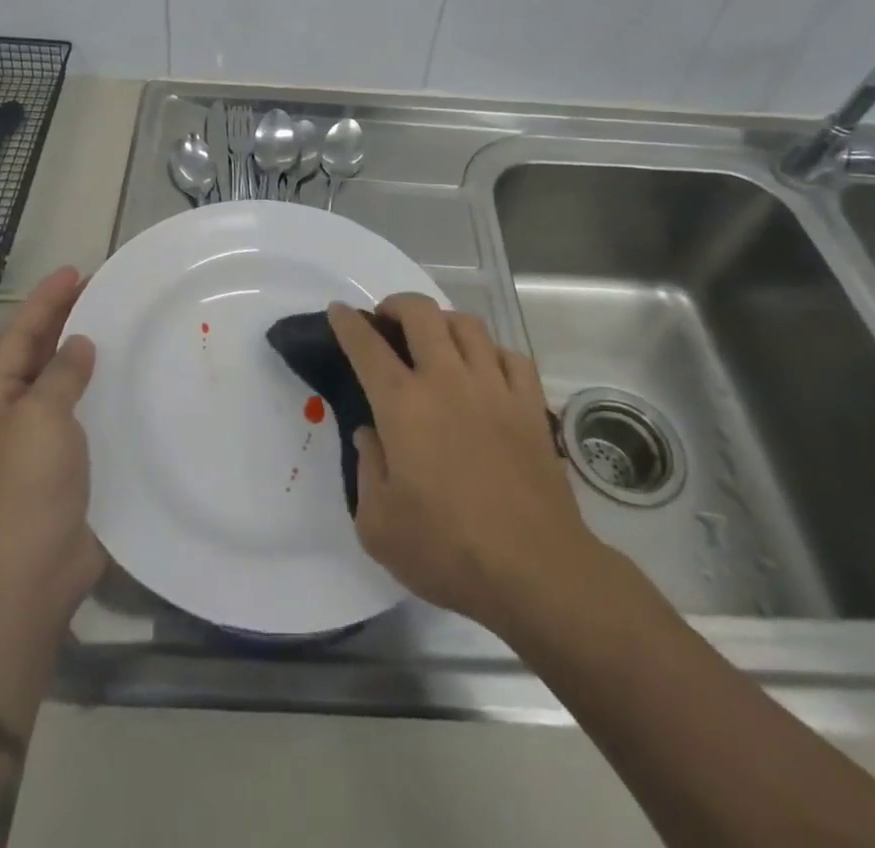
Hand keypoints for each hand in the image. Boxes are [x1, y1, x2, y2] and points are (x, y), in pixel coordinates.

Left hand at [0, 266, 106, 626]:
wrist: (31, 572)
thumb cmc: (27, 485)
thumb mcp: (40, 416)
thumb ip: (61, 374)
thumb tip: (78, 344)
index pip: (22, 334)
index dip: (47, 300)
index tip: (76, 270)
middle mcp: (16, 415)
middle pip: (42, 355)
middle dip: (68, 321)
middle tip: (104, 291)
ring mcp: (43, 444)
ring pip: (68, 386)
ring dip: (89, 357)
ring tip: (123, 329)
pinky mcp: (72, 468)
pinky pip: (89, 417)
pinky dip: (106, 395)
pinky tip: (133, 385)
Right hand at [329, 295, 601, 634]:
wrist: (535, 570)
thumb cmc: (447, 550)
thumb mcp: (379, 525)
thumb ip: (366, 470)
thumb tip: (370, 434)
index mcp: (403, 404)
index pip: (367, 346)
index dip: (348, 323)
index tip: (339, 311)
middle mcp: (447, 380)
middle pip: (421, 312)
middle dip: (396, 304)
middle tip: (386, 320)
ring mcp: (494, 387)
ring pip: (468, 324)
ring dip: (443, 321)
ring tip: (434, 338)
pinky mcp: (530, 404)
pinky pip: (511, 355)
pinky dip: (491, 352)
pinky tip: (485, 369)